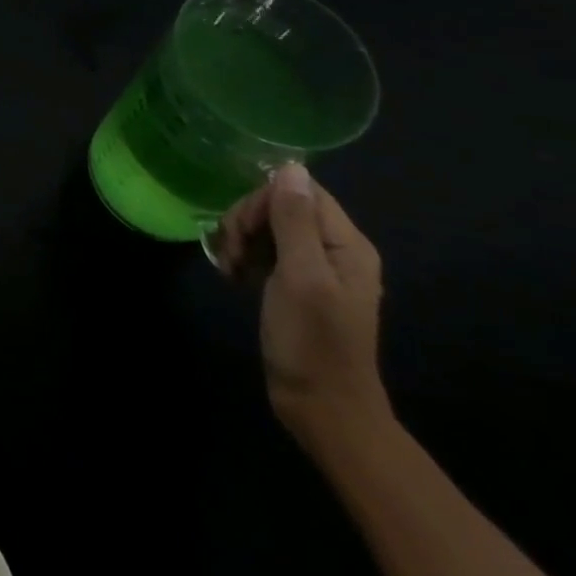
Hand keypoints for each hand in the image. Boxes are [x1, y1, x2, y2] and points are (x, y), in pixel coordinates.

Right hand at [212, 162, 391, 447]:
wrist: (322, 410)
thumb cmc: (313, 342)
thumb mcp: (300, 276)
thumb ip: (294, 220)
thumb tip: (289, 166)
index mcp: (346, 244)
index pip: (300, 191)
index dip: (263, 201)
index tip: (243, 232)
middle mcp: (334, 249)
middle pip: (280, 206)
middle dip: (247, 222)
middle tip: (231, 254)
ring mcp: (314, 268)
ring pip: (267, 227)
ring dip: (240, 241)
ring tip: (229, 269)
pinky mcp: (295, 285)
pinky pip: (265, 251)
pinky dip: (244, 258)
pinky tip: (233, 276)